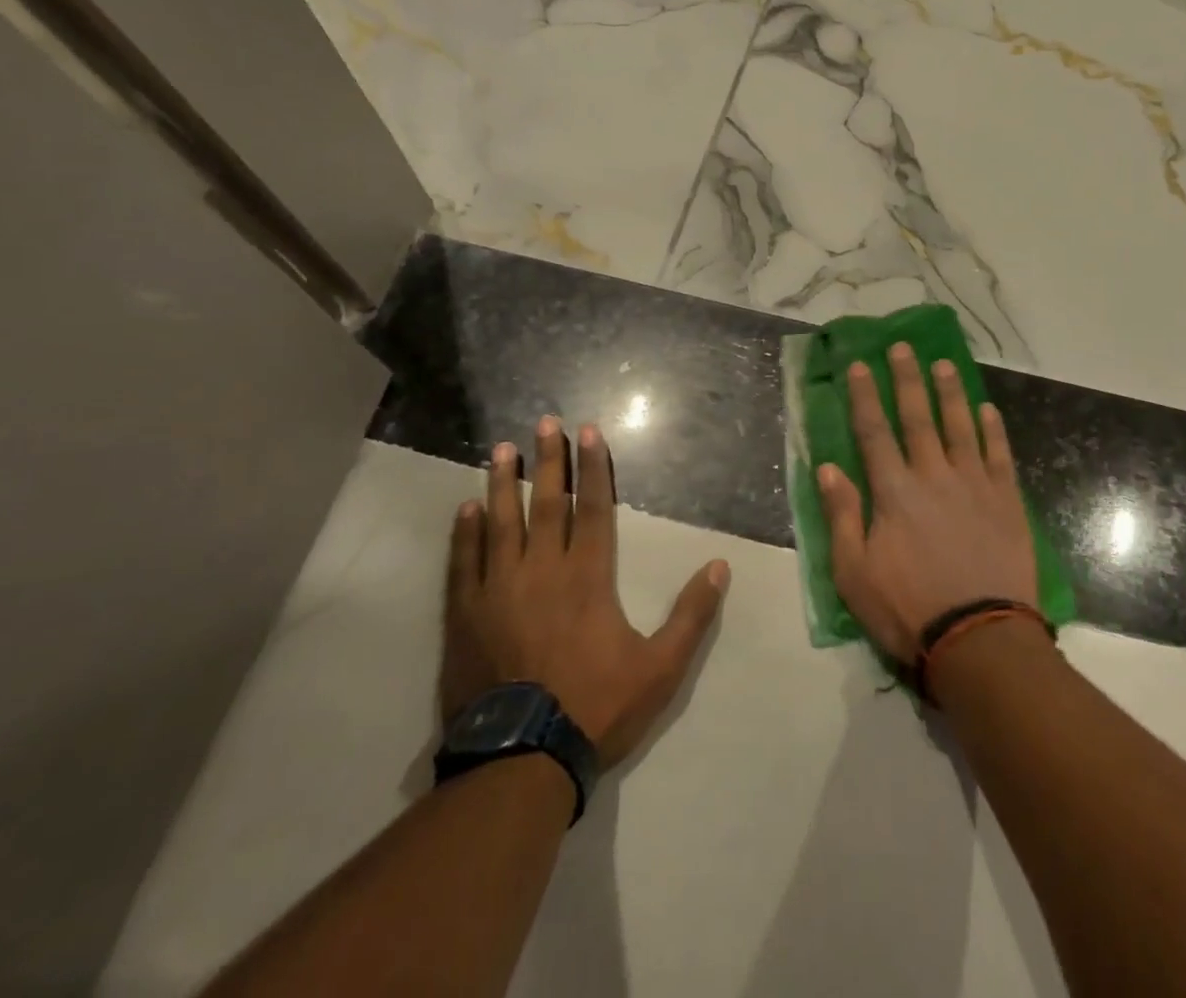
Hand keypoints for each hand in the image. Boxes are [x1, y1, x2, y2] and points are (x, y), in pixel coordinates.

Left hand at [442, 416, 729, 769]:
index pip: (594, 508)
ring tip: (500, 449)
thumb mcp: (661, 669)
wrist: (520, 762)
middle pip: (547, 503)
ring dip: (501, 484)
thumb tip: (720, 566)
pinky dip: (465, 534)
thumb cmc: (595, 708)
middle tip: (543, 422)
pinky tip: (466, 509)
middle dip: (548, 460)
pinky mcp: (466, 616)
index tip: (588, 432)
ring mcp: (499, 591)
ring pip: (501, 523)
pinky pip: (464, 563)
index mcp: (588, 578)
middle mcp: (542, 571)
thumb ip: (692, 615)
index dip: (594, 468)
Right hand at [816, 344, 1037, 663]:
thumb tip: (827, 467)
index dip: (864, 395)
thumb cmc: (908, 608)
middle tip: (902, 347)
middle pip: (918, 417)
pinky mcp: (1006, 501)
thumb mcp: (854, 572)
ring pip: (961, 426)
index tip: (858, 365)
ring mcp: (974, 485)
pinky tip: (988, 410)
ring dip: (950, 393)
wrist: (979, 639)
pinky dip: (993, 430)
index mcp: (894, 491)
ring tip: (944, 364)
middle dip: (907, 379)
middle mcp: (933, 475)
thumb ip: (842, 514)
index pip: (874, 431)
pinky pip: (999, 455)